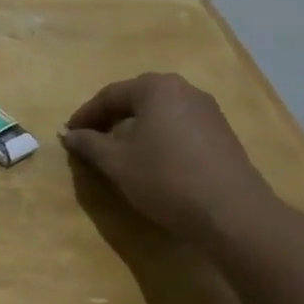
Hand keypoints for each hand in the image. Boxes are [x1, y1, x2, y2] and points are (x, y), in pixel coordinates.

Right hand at [60, 73, 280, 244]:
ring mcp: (208, 111)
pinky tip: (152, 161)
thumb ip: (89, 144)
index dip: (85, 115)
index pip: (109, 96)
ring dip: (135, 129)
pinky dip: (159, 138)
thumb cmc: (167, 179)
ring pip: (159, 114)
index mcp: (155, 88)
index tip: (68, 134)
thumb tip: (69, 135)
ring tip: (119, 152)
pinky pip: (179, 127)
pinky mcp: (223, 134)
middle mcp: (183, 90)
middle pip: (136, 100)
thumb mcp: (117, 163)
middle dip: (111, 119)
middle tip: (91, 140)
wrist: (235, 215)